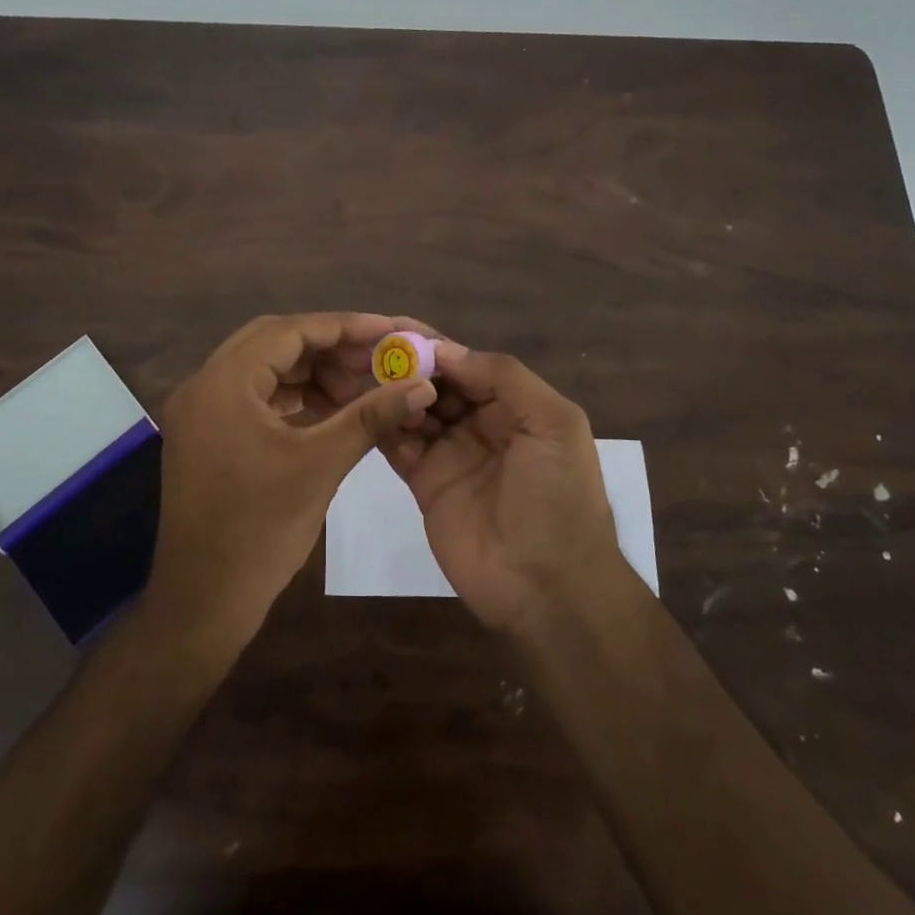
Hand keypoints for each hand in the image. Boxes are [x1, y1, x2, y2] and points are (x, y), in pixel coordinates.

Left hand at [147, 313, 436, 650]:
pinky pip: (252, 396)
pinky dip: (291, 396)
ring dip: (309, 372)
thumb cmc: (260, 531)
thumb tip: (421, 385)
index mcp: (222, 384)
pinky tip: (328, 410)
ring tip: (357, 389)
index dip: (342, 328)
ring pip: (262, 368)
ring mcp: (199, 411)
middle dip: (327, 347)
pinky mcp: (205, 434)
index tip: (387, 331)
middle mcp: (202, 385)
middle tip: (374, 360)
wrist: (203, 601)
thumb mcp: (320, 465)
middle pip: (272, 342)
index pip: (288, 332)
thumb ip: (370, 416)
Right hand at [384, 335, 625, 634]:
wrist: (546, 587)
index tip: (396, 328)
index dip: (437, 346)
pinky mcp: (424, 483)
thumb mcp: (554, 424)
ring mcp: (451, 454)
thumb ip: (506, 378)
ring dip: (391, 391)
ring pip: (415, 410)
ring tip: (356, 371)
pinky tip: (362, 406)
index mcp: (516, 406)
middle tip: (367, 349)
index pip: (469, 365)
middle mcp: (481, 424)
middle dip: (408, 365)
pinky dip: (382, 424)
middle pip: (438, 384)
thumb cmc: (557, 497)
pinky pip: (399, 445)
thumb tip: (446, 350)